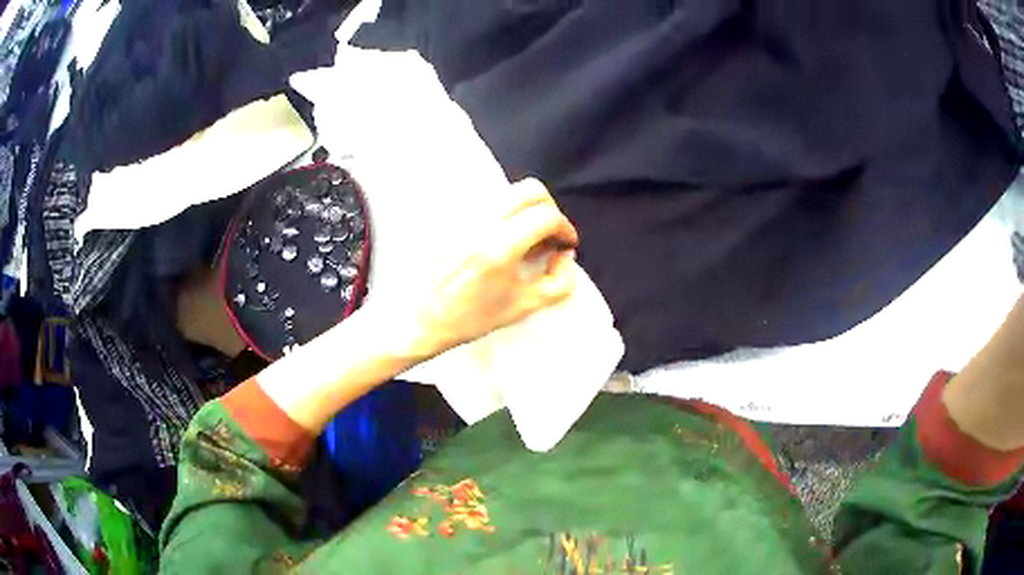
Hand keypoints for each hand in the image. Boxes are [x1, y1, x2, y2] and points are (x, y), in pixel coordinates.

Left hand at [378, 178, 578, 360]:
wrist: (424, 316)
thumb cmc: (473, 317)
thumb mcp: (525, 306)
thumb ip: (560, 281)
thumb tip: (565, 254)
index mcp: (500, 247)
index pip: (546, 216)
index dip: (565, 228)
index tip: (566, 244)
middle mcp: (482, 223)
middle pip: (530, 190)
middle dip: (550, 209)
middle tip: (550, 235)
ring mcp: (465, 216)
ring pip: (510, 192)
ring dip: (528, 209)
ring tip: (529, 237)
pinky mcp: (454, 216)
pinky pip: (490, 201)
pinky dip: (508, 212)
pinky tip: (506, 237)